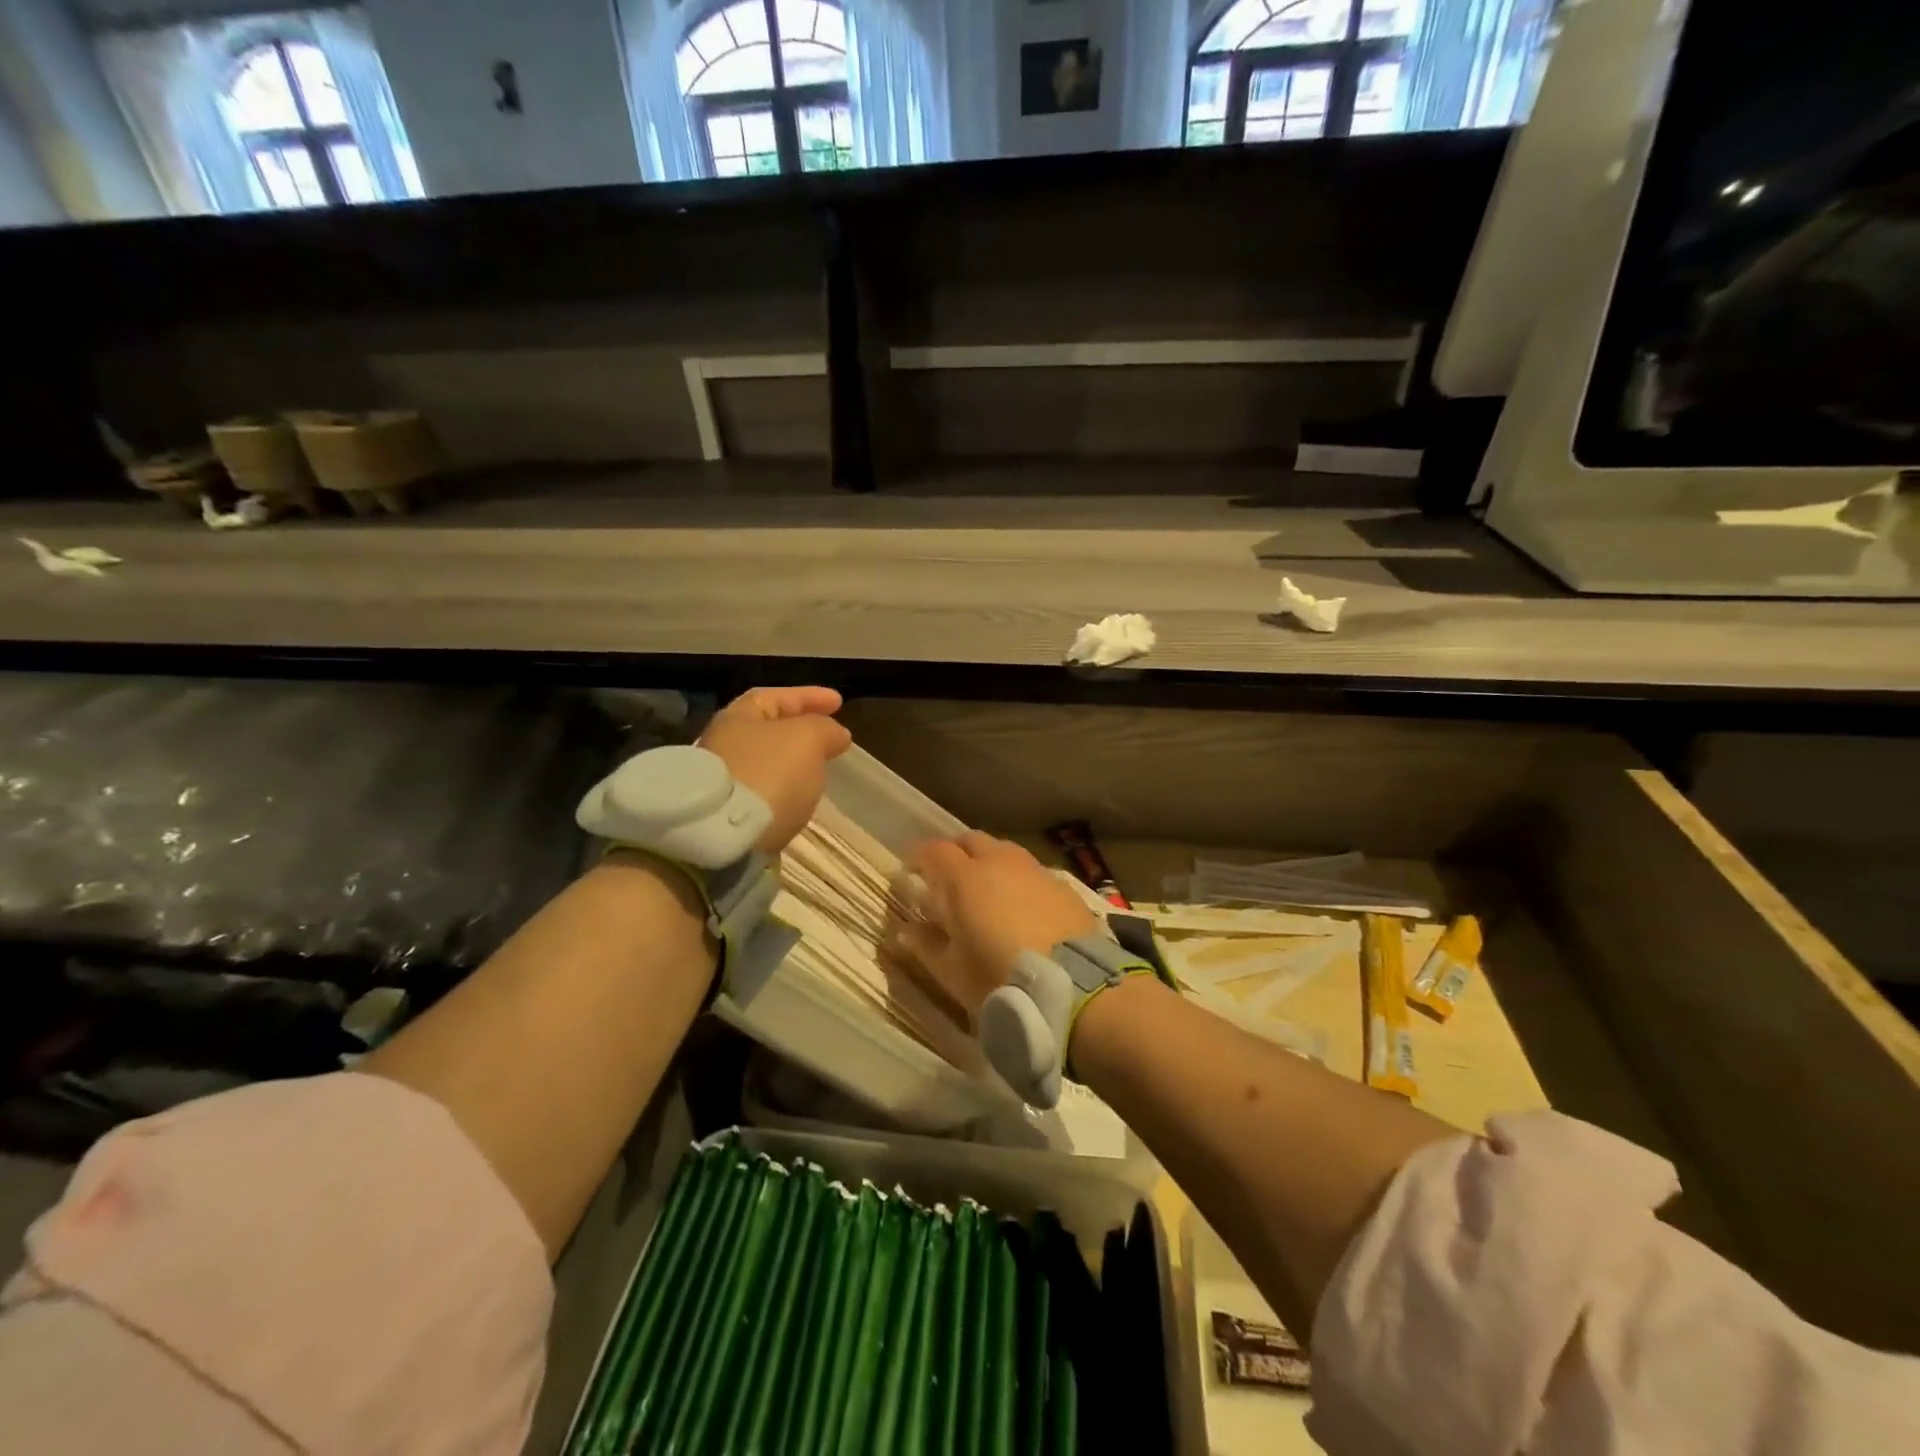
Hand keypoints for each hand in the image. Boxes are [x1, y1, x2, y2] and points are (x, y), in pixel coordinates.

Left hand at [699, 686, 851, 852]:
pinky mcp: (725, 815)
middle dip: (800, 730)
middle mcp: (723, 744)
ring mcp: (722, 782)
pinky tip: (798, 797)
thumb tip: (836, 734)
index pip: (776, 697)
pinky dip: (783, 788)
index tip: (839, 702)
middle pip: (767, 730)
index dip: (809, 697)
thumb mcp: (807, 739)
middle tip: (830, 737)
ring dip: (792, 762)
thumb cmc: (768, 773)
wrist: (723, 836)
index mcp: (737, 717)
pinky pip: (762, 791)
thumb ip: (825, 729)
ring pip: (765, 763)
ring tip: (819, 769)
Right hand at [894, 832, 1099, 1023]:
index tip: (911, 873)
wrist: (1073, 989)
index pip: (933, 850)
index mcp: (965, 878)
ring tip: (987, 894)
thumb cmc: (999, 979)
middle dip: (955, 854)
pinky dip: (1019, 882)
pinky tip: (1023, 909)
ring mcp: (1035, 870)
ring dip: (990, 864)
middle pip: (971, 841)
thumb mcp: (952, 971)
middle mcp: (999, 862)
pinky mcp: (1063, 886)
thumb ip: (925, 945)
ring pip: (1004, 852)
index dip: (918, 857)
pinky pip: (1032, 873)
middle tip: (948, 881)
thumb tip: (906, 930)